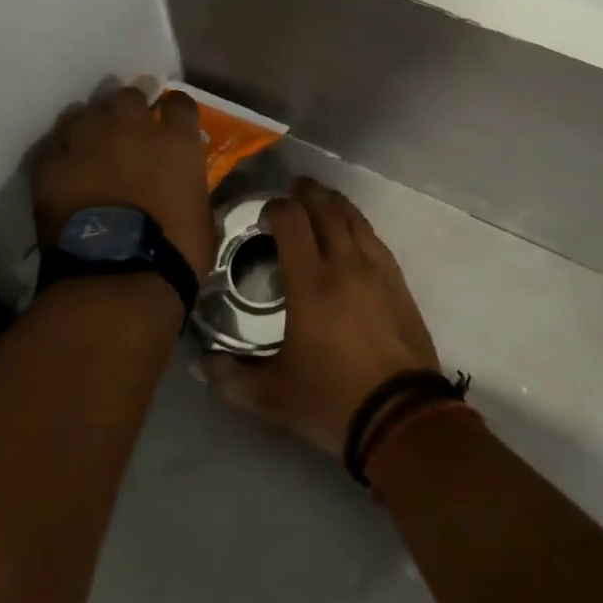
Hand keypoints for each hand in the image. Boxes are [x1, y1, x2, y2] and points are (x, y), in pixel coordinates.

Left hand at [28, 84, 215, 274]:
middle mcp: (132, 128)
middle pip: (127, 97)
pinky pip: (55, 147)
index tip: (170, 118)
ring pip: (85, 113)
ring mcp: (89, 143)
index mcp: (176, 140)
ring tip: (90, 146)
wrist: (118, 276)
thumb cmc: (174, 251)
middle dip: (128, 109)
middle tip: (126, 130)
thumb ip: (189, 183)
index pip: (179, 102)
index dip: (173, 109)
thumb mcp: (200, 211)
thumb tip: (181, 185)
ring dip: (91, 126)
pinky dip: (61, 156)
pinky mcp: (52, 165)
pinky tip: (64, 171)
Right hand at [203, 177, 440, 456]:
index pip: (292, 223)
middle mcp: (344, 264)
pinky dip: (358, 223)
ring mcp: (375, 268)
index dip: (276, 209)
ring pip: (354, 219)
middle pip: (326, 210)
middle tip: (295, 188)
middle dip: (308, 194)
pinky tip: (353, 229)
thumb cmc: (332, 400)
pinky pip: (374, 237)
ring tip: (323, 198)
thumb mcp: (272, 397)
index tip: (265, 214)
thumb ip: (232, 377)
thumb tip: (201, 364)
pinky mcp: (397, 280)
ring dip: (335, 203)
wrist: (401, 414)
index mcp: (310, 284)